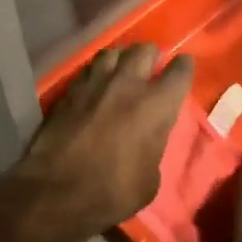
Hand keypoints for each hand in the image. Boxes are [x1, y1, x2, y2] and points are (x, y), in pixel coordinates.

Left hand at [10, 44, 193, 241]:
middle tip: (151, 67)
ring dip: (122, 58)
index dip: (184, 66)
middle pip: (145, 50)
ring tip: (122, 69)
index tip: (183, 67)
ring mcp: (96, 81)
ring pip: (114, 52)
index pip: (180, 70)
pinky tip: (95, 82)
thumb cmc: (113, 192)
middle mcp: (128, 83)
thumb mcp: (150, 179)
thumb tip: (148, 139)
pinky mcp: (70, 88)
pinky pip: (89, 68)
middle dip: (151, 55)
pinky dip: (97, 71)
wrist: (57, 191)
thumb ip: (154, 146)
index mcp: (157, 104)